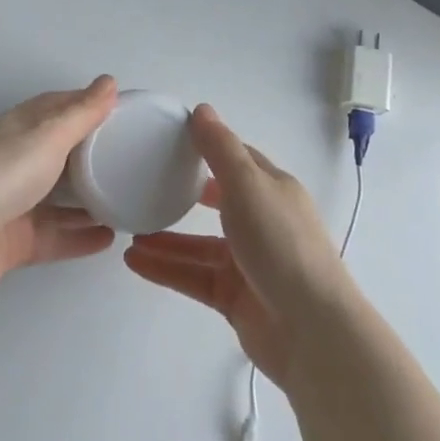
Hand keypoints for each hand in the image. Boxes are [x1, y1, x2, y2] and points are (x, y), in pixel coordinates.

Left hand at [0, 76, 119, 305]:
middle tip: (135, 159)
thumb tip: (109, 81)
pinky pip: (55, 236)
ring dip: (91, 199)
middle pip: (61, 154)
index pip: (58, 108)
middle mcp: (15, 162)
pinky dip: (80, 237)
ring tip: (130, 199)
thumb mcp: (45, 136)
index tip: (125, 112)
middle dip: (94, 155)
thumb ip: (80, 114)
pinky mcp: (13, 243)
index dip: (89, 106)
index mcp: (18, 128)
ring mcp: (13, 204)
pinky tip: (110, 238)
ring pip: (60, 199)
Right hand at [123, 104, 349, 388]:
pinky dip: (167, 268)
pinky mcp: (235, 298)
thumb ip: (221, 149)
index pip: (237, 160)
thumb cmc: (281, 244)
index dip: (208, 148)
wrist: (310, 330)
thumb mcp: (249, 185)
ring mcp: (249, 263)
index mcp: (273, 189)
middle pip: (218, 202)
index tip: (169, 141)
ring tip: (129, 231)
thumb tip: (201, 110)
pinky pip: (194, 276)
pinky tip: (135, 261)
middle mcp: (263, 222)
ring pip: (200, 244)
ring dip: (166, 238)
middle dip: (183, 194)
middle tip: (143, 185)